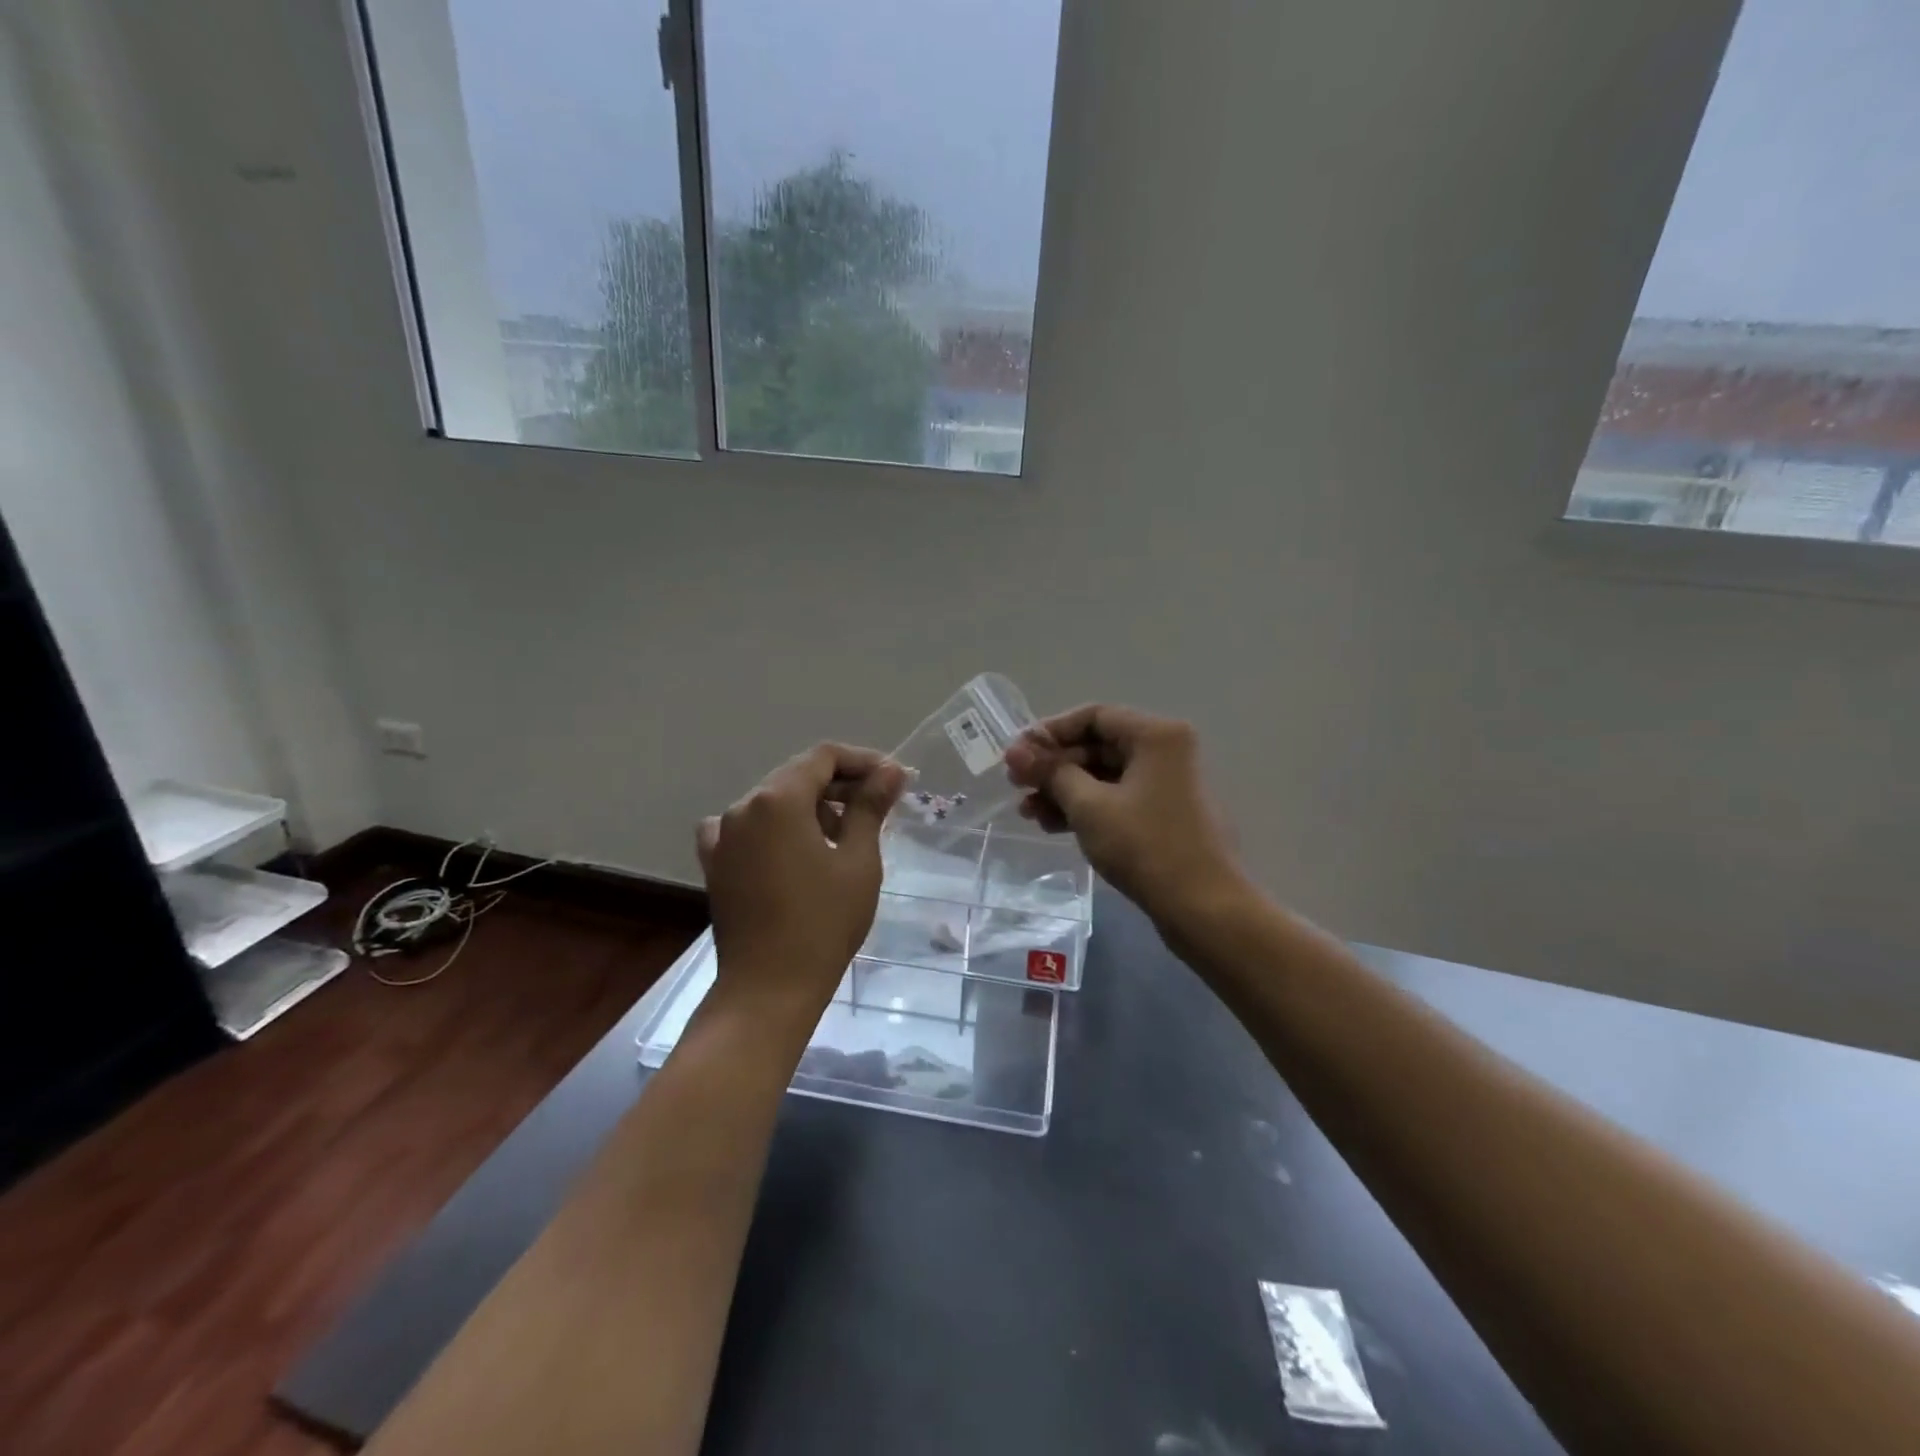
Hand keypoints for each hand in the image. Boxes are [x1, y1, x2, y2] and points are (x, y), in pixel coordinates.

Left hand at [697, 743, 906, 1017]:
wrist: (769, 988)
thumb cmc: (823, 922)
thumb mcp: (858, 860)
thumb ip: (870, 806)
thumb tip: (890, 770)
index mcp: (778, 799)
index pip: (823, 757)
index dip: (862, 762)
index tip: (894, 781)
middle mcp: (743, 807)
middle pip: (796, 776)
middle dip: (840, 785)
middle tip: (879, 806)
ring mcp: (723, 836)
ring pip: (773, 802)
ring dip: (810, 807)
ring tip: (843, 835)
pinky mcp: (716, 864)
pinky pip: (746, 828)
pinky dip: (774, 829)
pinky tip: (791, 849)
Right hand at [1004, 705, 1242, 927]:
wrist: (1204, 908)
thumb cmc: (1146, 847)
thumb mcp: (1089, 806)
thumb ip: (1051, 773)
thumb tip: (1016, 751)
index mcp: (1156, 736)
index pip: (1094, 716)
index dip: (1050, 732)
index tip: (1017, 754)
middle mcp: (1165, 751)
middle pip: (1098, 745)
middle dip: (1054, 766)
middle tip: (1017, 785)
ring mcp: (1167, 785)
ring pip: (1104, 776)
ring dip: (1064, 790)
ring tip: (1028, 812)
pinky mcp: (1164, 815)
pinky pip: (1117, 799)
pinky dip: (1086, 808)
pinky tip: (1053, 826)